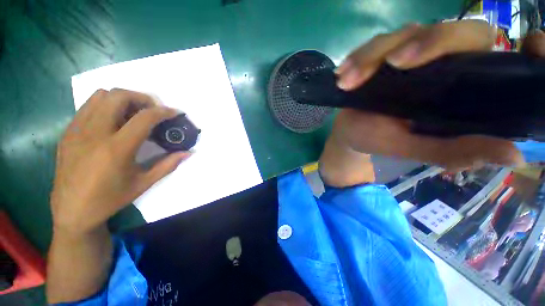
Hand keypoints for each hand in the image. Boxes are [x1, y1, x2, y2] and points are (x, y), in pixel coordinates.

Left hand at [50, 88, 189, 233]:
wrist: (72, 211)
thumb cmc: (111, 199)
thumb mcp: (144, 183)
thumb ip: (169, 164)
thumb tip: (189, 153)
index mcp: (116, 149)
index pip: (144, 118)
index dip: (164, 111)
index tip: (175, 112)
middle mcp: (94, 133)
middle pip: (119, 96)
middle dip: (142, 98)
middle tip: (153, 111)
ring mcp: (77, 130)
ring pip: (101, 96)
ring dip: (123, 99)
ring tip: (133, 115)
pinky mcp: (68, 132)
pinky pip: (88, 107)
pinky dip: (106, 106)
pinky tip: (114, 123)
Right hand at [332, 20, 543, 170]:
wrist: (352, 133)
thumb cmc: (380, 141)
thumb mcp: (416, 148)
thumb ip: (456, 151)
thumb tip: (514, 155)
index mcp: (461, 88)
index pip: (502, 56)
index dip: (525, 48)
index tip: (531, 44)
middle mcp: (443, 63)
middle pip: (456, 31)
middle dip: (428, 41)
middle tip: (394, 64)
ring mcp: (409, 54)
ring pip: (404, 34)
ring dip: (372, 57)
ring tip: (348, 82)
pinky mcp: (381, 55)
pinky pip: (373, 46)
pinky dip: (357, 59)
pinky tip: (342, 76)